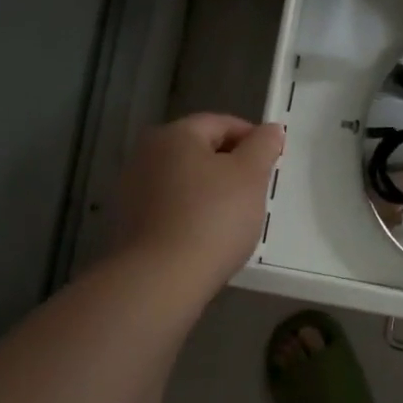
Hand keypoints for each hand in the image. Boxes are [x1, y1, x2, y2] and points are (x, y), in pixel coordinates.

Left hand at [111, 114, 283, 292]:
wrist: (161, 279)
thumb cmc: (212, 218)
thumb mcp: (250, 176)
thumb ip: (263, 146)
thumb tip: (271, 130)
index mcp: (174, 134)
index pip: (221, 123)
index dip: (252, 138)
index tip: (273, 162)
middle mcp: (146, 154)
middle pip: (199, 151)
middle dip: (230, 166)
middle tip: (257, 191)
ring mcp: (132, 190)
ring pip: (184, 180)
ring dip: (210, 191)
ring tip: (235, 217)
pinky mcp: (129, 223)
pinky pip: (171, 207)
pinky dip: (192, 213)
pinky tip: (208, 236)